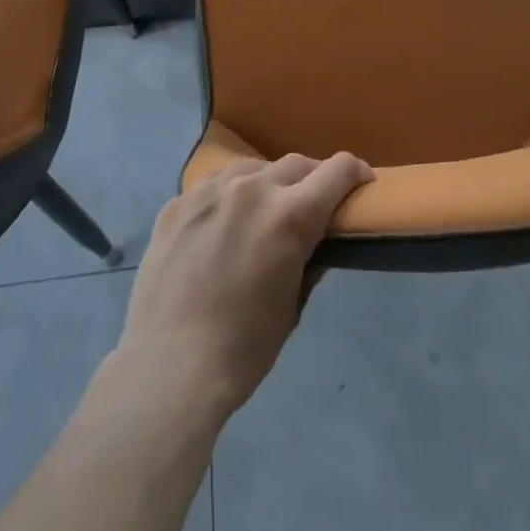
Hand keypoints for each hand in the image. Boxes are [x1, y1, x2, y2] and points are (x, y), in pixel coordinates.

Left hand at [116, 151, 373, 417]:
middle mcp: (252, 187)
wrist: (168, 367)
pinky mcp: (177, 203)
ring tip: (261, 213)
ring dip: (266, 184)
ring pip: (251, 169)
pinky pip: (212, 187)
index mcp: (290, 214)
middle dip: (312, 180)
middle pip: (295, 164)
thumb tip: (316, 243)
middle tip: (312, 205)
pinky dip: (226, 199)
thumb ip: (309, 262)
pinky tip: (218, 229)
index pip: (337, 170)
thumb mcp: (292, 306)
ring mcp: (210, 190)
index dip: (356, 173)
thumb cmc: (243, 348)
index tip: (361, 184)